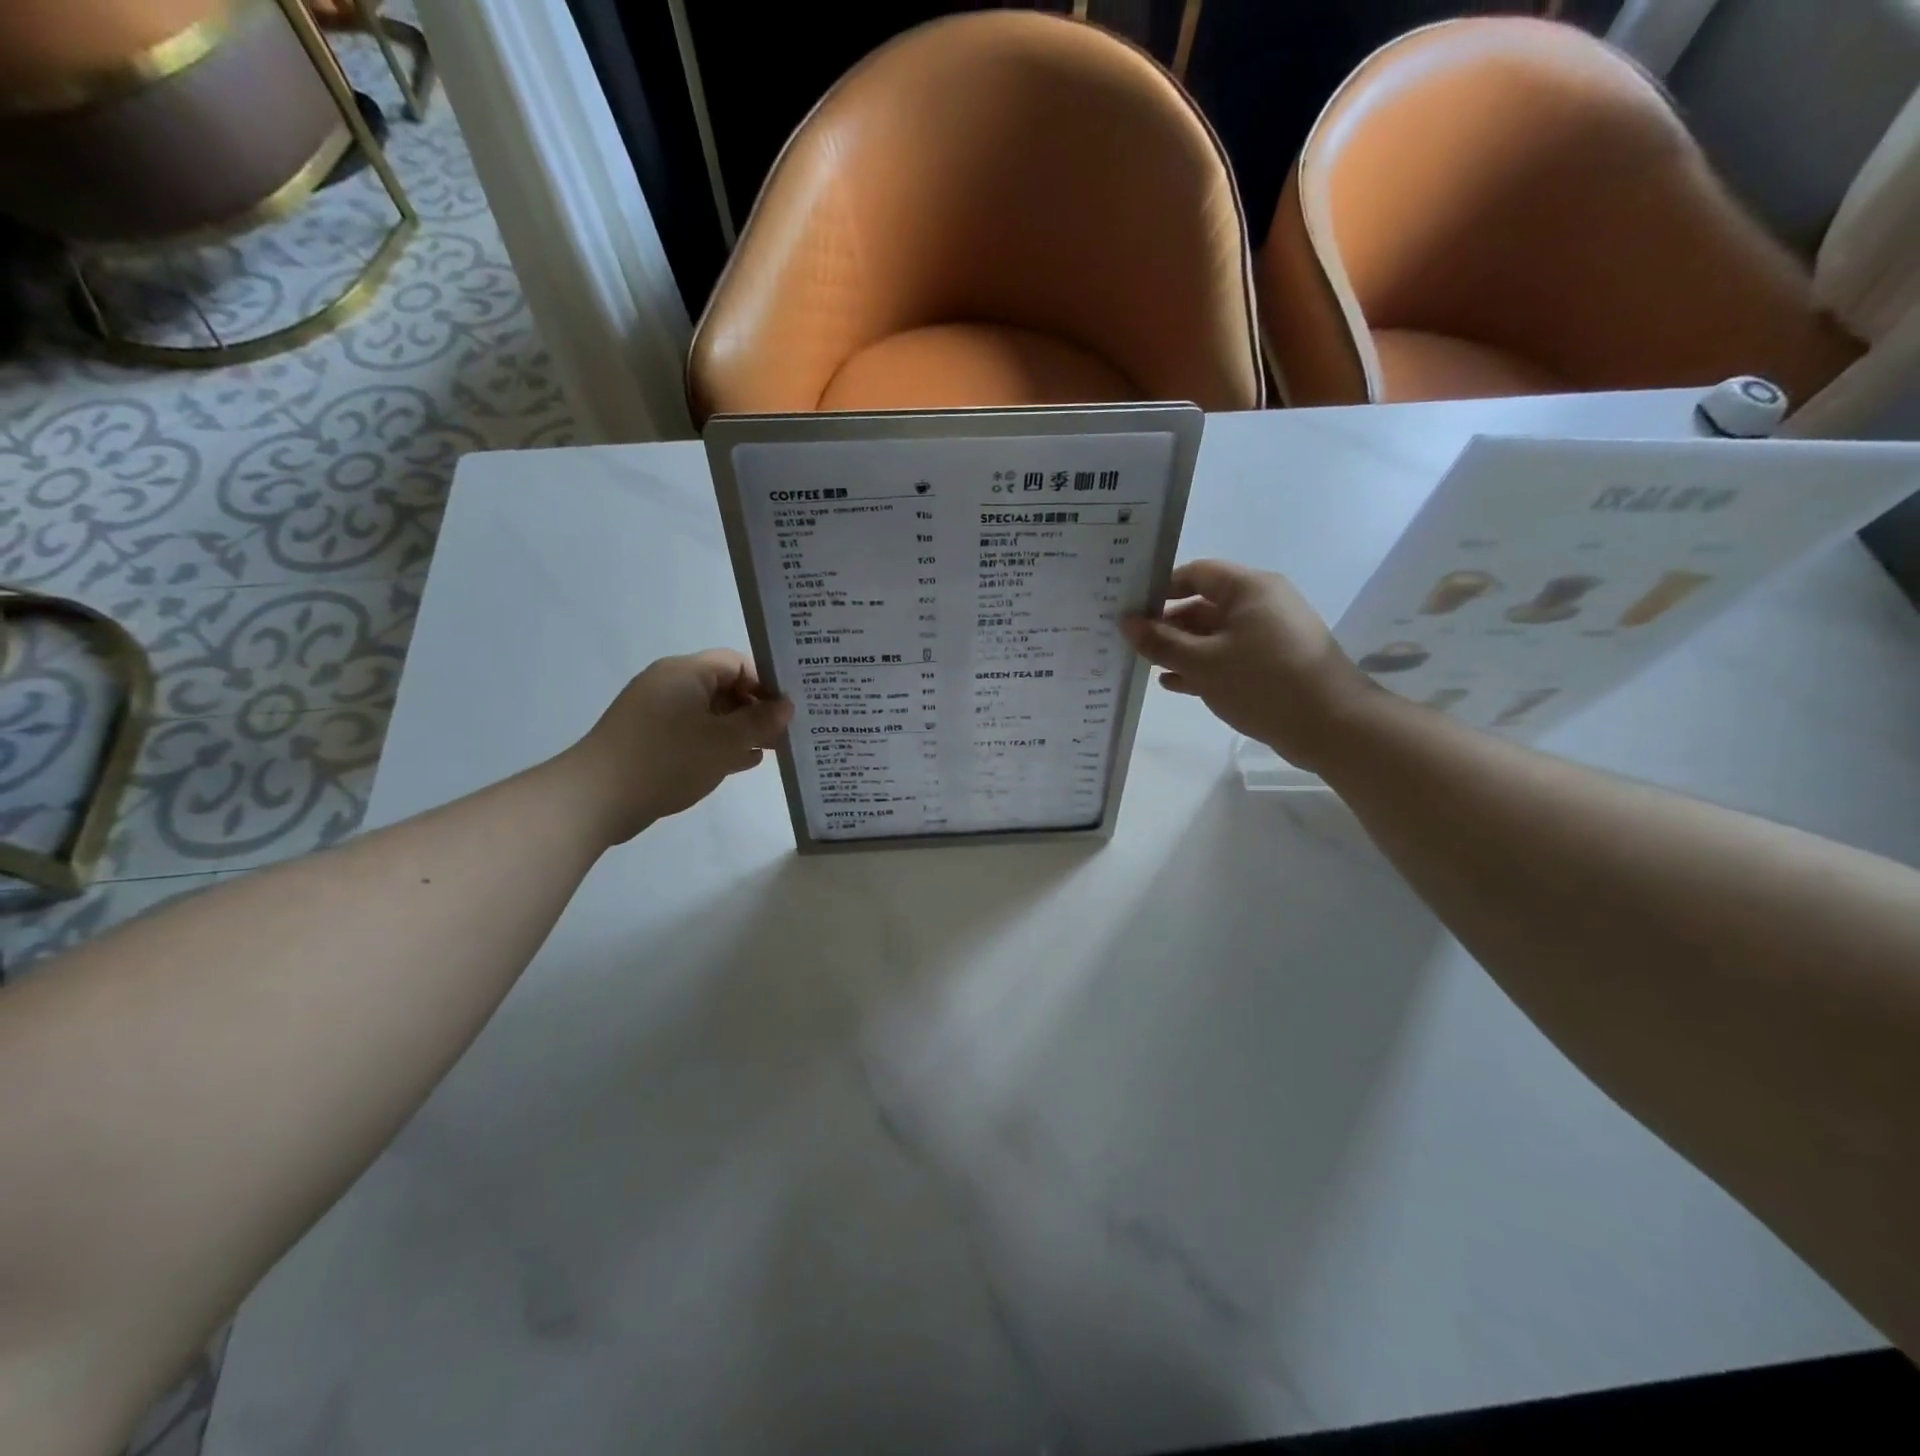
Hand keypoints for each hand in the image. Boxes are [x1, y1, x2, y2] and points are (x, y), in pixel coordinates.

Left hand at [566, 650, 792, 842]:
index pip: (736, 663)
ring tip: (772, 750)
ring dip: (739, 729)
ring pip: (710, 713)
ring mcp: (656, 712)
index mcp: (686, 672)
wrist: (597, 798)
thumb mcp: (725, 741)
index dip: (765, 684)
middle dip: (756, 709)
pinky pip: (693, 732)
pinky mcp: (649, 739)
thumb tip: (786, 706)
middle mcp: (669, 684)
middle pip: (724, 686)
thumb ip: (760, 722)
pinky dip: (718, 743)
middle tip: (785, 733)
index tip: (787, 711)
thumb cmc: (668, 760)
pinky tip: (742, 762)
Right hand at [1122, 560, 1370, 770]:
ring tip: (1146, 666)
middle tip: (1131, 644)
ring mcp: (1270, 635)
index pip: (1195, 573)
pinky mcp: (1274, 664)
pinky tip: (1173, 684)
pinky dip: (1202, 666)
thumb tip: (1126, 622)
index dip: (1160, 589)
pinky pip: (1229, 656)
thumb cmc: (1262, 682)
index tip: (1129, 611)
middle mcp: (1261, 604)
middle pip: (1203, 605)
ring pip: (1214, 635)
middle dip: (1167, 624)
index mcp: (1249, 588)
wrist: (1332, 725)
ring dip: (1181, 649)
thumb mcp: (1202, 662)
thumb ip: (1161, 642)